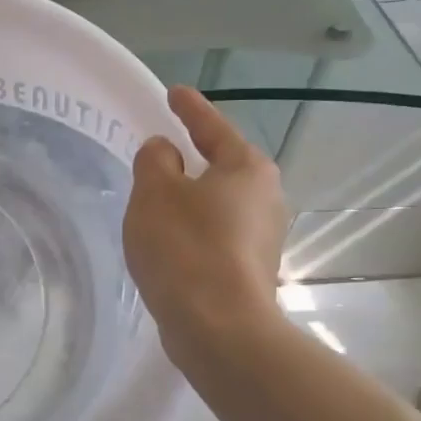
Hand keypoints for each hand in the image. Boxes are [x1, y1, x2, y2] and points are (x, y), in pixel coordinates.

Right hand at [123, 87, 288, 361]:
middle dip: (193, 158)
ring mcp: (263, 236)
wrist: (219, 327)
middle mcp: (266, 197)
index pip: (212, 126)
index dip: (190, 108)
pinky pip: (217, 234)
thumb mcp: (154, 193)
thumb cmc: (185, 247)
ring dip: (191, 198)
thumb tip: (165, 152)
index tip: (174, 93)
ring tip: (157, 201)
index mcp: (246, 168)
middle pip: (223, 165)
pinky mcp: (252, 269)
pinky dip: (194, 229)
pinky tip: (170, 242)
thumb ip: (155, 161)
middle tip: (162, 151)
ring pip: (219, 203)